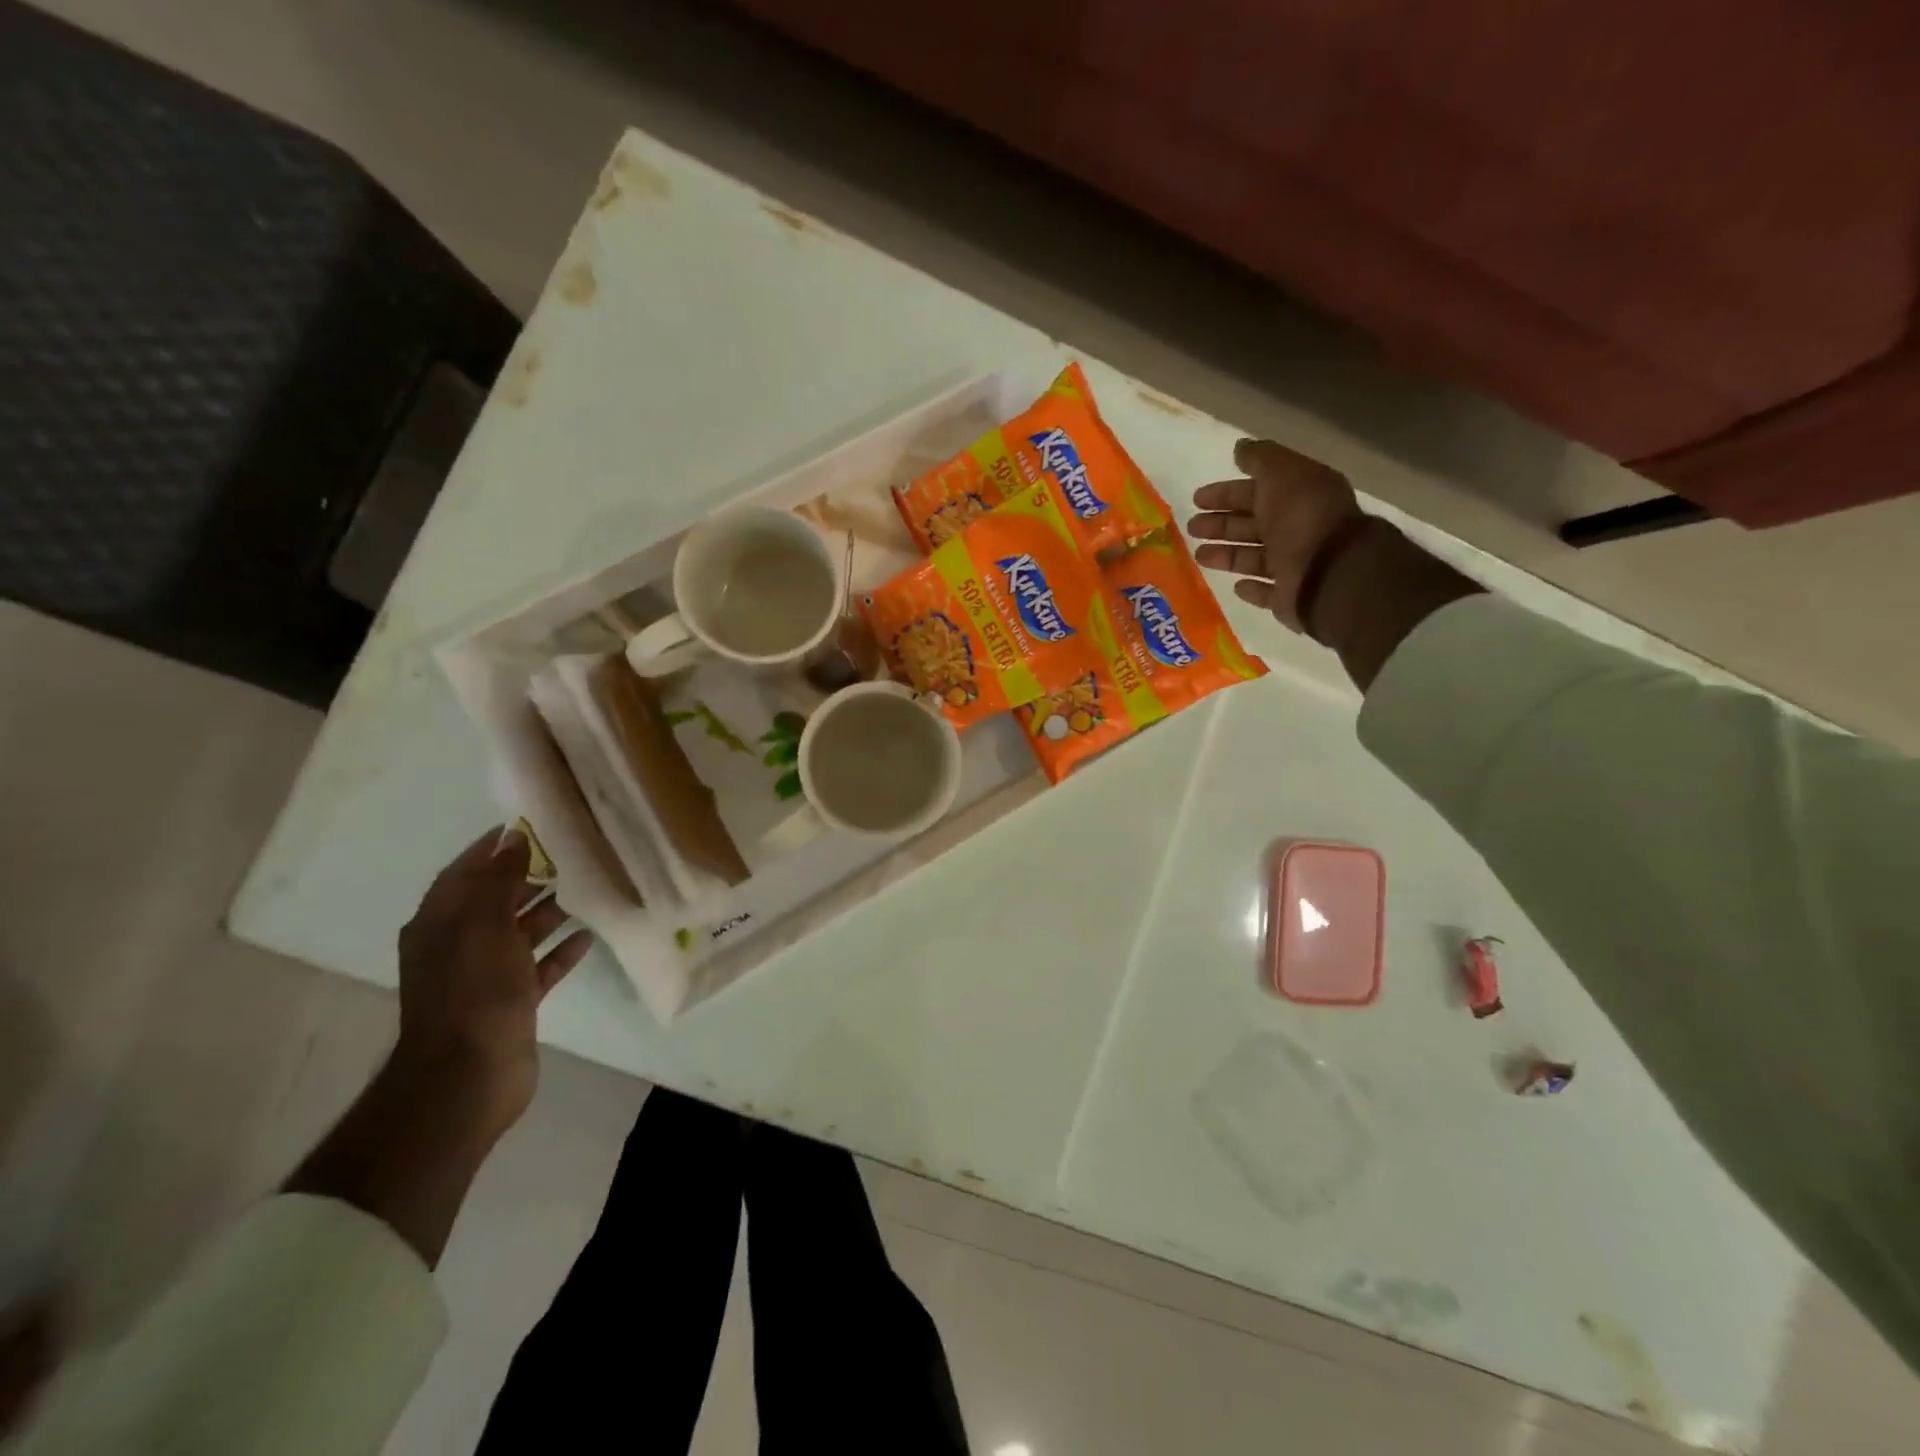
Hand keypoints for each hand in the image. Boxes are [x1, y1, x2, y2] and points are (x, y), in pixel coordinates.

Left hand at [394, 827, 591, 1136]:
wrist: (468, 1076)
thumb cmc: (474, 991)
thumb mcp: (484, 926)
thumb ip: (499, 881)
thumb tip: (513, 840)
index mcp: (440, 924)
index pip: (464, 872)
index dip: (492, 848)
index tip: (529, 825)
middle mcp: (459, 945)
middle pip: (495, 900)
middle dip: (527, 877)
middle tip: (572, 855)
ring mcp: (485, 976)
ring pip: (520, 932)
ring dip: (549, 912)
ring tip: (588, 889)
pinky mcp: (512, 1002)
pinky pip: (539, 967)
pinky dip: (560, 951)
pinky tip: (588, 936)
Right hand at [1186, 438, 1362, 631]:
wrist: (1330, 572)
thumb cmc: (1303, 518)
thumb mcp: (1282, 474)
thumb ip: (1261, 458)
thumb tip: (1240, 448)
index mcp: (1299, 497)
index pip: (1257, 491)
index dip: (1226, 493)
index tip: (1197, 499)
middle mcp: (1298, 529)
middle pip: (1253, 524)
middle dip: (1221, 524)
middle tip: (1192, 527)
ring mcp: (1296, 565)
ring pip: (1254, 557)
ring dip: (1227, 554)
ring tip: (1199, 555)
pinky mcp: (1290, 597)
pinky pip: (1268, 592)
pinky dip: (1252, 588)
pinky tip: (1236, 585)